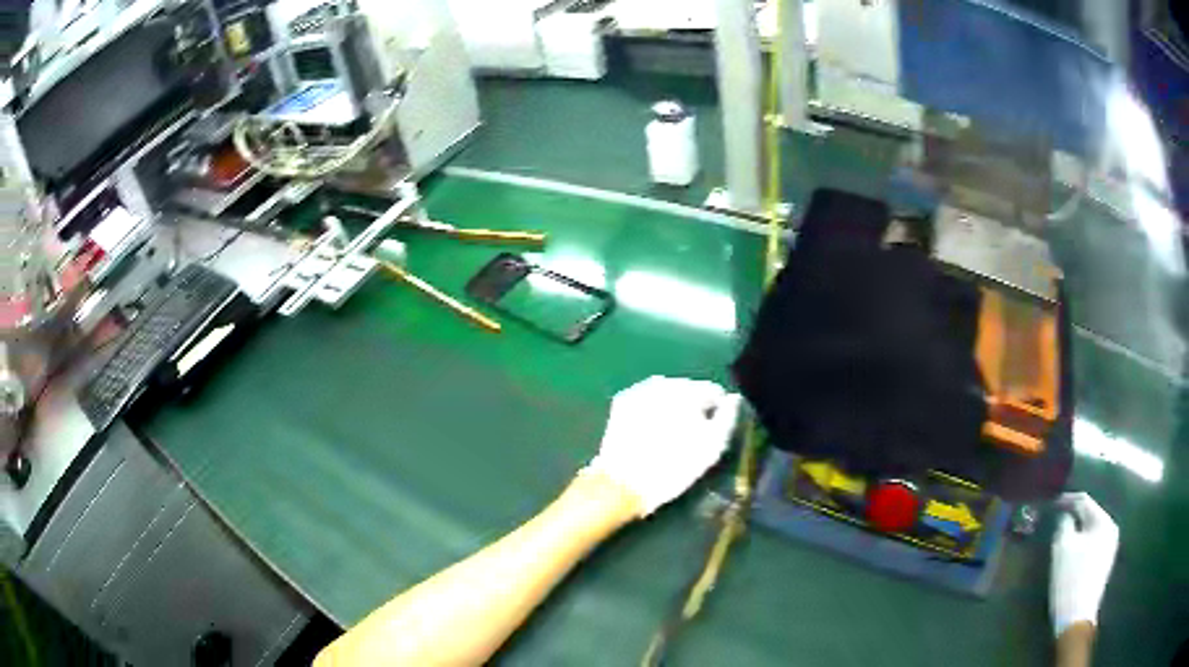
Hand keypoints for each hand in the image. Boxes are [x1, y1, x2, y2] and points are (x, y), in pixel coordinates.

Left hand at [585, 376, 742, 516]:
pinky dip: (652, 411)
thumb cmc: (674, 467)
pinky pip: (647, 401)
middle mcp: (664, 382)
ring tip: (670, 436)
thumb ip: (728, 418)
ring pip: (667, 395)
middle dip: (693, 408)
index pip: (714, 392)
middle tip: (690, 437)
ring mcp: (639, 389)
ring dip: (672, 409)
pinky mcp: (622, 402)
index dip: (717, 412)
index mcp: (689, 390)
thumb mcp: (713, 447)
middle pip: (689, 390)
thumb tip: (733, 399)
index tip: (712, 433)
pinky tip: (650, 432)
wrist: (624, 482)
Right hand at [1051, 492, 1119, 636]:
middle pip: (1090, 516)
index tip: (1053, 504)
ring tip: (1064, 539)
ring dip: (1078, 533)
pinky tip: (1073, 556)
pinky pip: (1093, 545)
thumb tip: (1065, 516)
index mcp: (1103, 521)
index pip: (1084, 501)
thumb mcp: (1062, 549)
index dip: (1067, 500)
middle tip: (1058, 523)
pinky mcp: (1105, 563)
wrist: (1076, 618)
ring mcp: (1110, 547)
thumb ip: (1064, 525)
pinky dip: (1083, 545)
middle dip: (1074, 518)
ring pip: (1091, 532)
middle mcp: (1111, 529)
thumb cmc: (1070, 580)